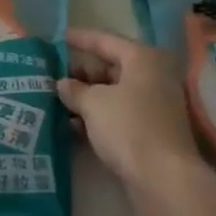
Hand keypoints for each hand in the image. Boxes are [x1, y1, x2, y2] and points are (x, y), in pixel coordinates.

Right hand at [57, 28, 202, 186]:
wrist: (164, 178)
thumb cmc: (129, 128)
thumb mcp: (94, 103)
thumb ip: (75, 89)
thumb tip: (63, 84)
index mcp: (143, 59)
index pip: (105, 40)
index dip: (80, 38)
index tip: (57, 37)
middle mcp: (152, 76)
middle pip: (110, 66)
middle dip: (80, 72)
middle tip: (52, 76)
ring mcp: (153, 104)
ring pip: (113, 92)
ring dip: (86, 97)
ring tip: (56, 100)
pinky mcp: (150, 129)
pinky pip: (118, 113)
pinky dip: (97, 116)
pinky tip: (72, 125)